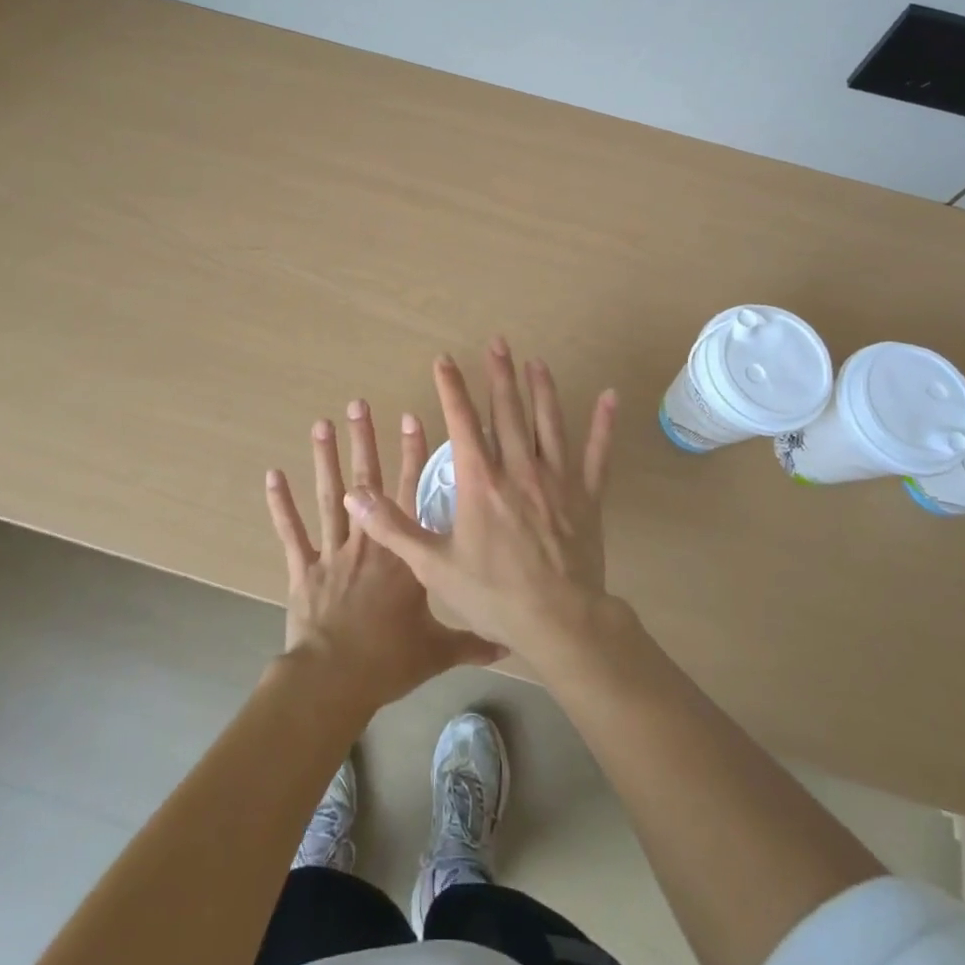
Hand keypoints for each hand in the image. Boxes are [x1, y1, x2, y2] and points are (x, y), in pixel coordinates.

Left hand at [266, 400, 502, 714]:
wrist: (335, 679)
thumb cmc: (389, 659)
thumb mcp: (437, 651)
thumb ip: (472, 642)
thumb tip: (509, 644)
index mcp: (402, 554)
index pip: (410, 492)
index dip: (412, 453)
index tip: (411, 416)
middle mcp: (368, 542)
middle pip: (366, 482)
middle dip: (364, 440)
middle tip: (358, 403)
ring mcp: (333, 551)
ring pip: (329, 496)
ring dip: (324, 459)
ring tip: (321, 423)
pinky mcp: (303, 569)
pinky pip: (291, 532)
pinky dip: (281, 505)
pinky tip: (272, 475)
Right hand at [347, 338, 618, 672]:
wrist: (559, 622)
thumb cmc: (493, 594)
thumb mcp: (433, 565)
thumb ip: (393, 527)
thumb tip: (354, 495)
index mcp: (481, 481)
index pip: (462, 422)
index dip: (451, 388)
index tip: (443, 360)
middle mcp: (519, 469)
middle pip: (508, 412)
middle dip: (499, 374)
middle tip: (497, 342)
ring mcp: (557, 480)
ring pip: (549, 424)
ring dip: (542, 390)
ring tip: (536, 362)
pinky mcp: (587, 496)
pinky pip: (597, 454)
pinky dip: (604, 425)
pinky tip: (611, 397)